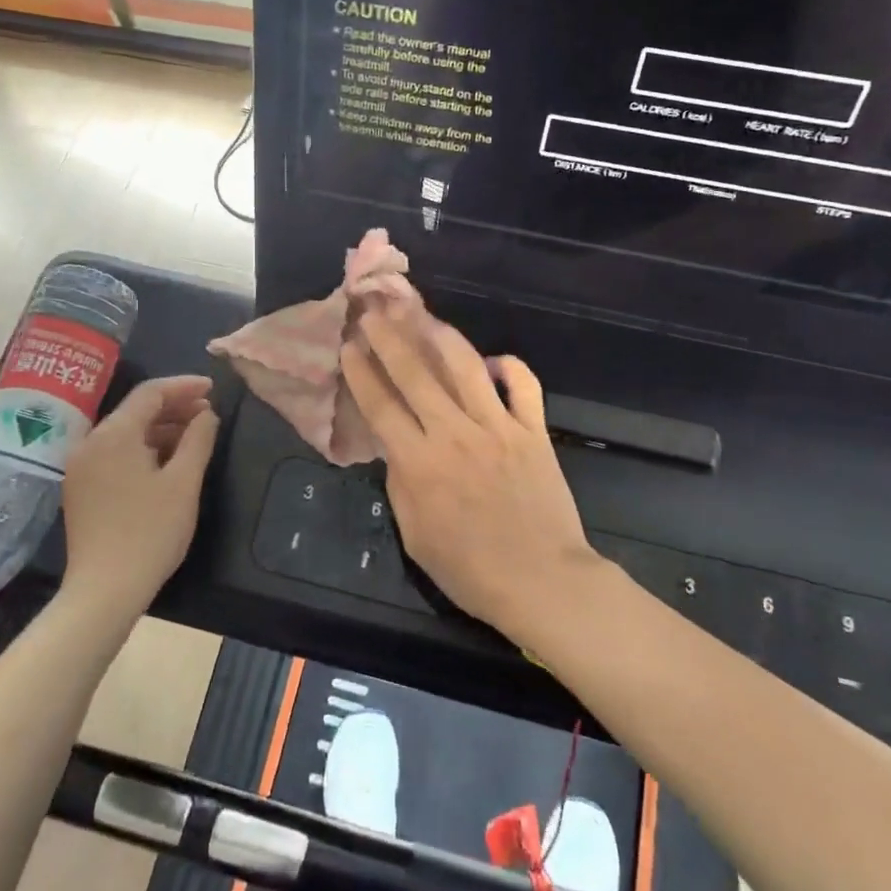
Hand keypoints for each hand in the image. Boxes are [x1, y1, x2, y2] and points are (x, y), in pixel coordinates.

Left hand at [61, 375, 219, 609]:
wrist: (105, 590)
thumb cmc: (150, 532)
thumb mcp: (184, 482)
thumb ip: (198, 439)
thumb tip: (206, 414)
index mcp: (113, 434)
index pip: (150, 393)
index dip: (184, 386)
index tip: (213, 388)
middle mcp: (90, 443)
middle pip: (135, 410)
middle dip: (173, 407)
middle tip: (208, 413)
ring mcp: (81, 467)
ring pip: (125, 432)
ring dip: (160, 429)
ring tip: (194, 436)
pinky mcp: (81, 488)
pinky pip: (114, 453)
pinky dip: (142, 448)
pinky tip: (167, 460)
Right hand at [341, 307, 601, 638]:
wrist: (543, 581)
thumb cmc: (471, 570)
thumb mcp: (415, 536)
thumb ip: (401, 484)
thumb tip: (397, 447)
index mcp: (420, 463)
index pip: (381, 405)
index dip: (361, 371)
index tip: (348, 343)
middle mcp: (456, 433)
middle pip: (416, 373)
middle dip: (390, 337)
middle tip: (374, 310)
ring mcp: (499, 427)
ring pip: (466, 366)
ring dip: (440, 335)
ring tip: (422, 314)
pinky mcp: (534, 430)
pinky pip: (523, 385)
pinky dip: (509, 366)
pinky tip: (492, 359)